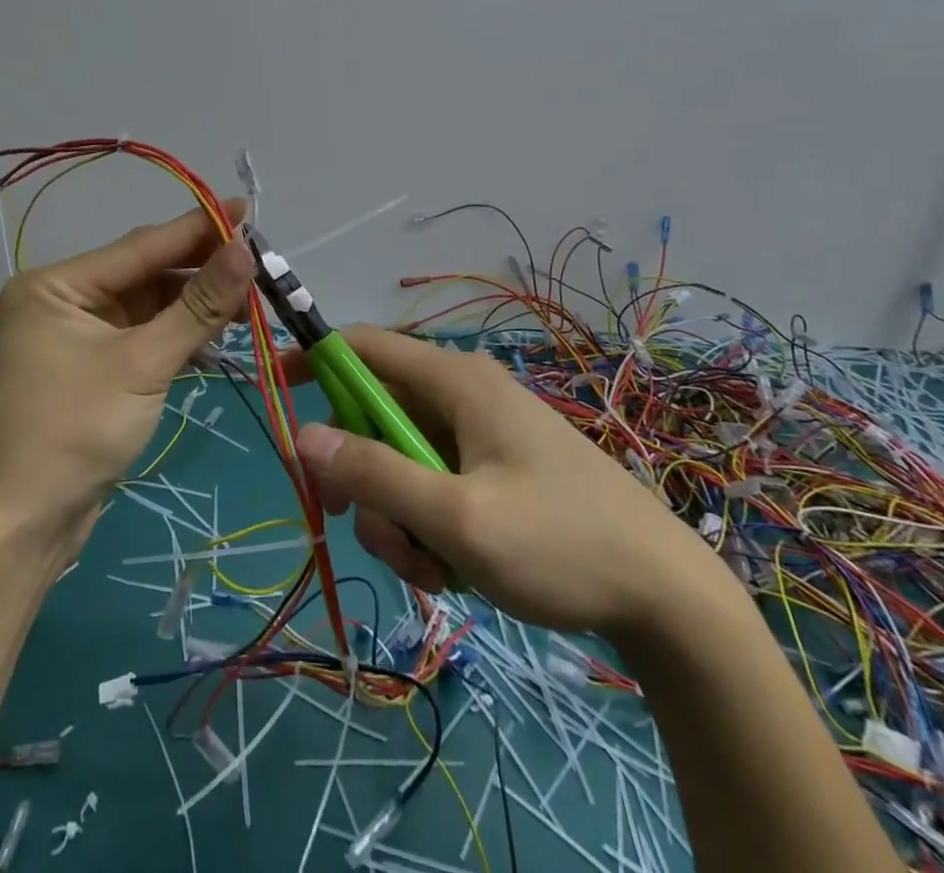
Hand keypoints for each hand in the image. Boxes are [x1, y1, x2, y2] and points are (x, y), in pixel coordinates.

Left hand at [0, 200, 254, 542]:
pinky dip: (179, 335)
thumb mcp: (144, 364)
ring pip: (150, 305)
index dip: (199, 228)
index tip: (248, 210)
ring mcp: (79, 333)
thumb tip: (246, 249)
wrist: (23, 527)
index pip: (142, 246)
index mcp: (59, 284)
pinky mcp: (95, 366)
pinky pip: (145, 334)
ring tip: (249, 302)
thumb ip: (198, 306)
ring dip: (196, 305)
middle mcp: (65, 298)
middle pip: (147, 272)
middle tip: (259, 264)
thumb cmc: (75, 432)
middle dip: (202, 271)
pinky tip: (217, 336)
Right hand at [292, 326, 723, 638]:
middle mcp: (464, 395)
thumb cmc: (561, 544)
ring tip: (435, 568)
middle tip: (359, 522)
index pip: (364, 346)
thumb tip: (302, 434)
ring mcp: (481, 435)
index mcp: (456, 381)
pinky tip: (457, 571)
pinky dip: (427, 526)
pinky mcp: (495, 469)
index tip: (278, 391)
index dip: (315, 359)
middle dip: (361, 473)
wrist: (665, 597)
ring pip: (401, 460)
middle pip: (377, 415)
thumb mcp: (457, 518)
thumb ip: (376, 475)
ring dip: (398, 515)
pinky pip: (433, 484)